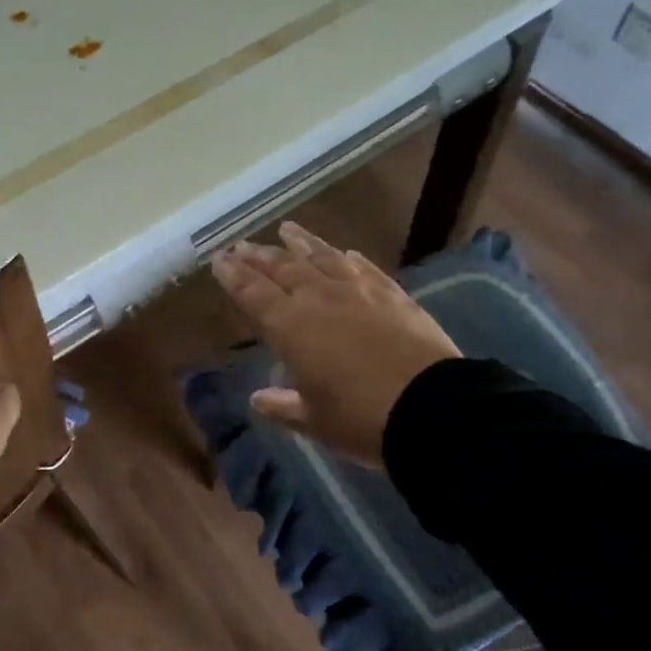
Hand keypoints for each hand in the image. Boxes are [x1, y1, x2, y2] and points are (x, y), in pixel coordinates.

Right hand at [211, 221, 459, 463]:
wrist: (431, 407)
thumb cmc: (361, 419)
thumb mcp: (315, 421)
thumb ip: (283, 406)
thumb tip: (258, 399)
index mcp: (292, 327)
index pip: (254, 293)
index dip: (234, 276)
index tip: (220, 260)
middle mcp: (320, 299)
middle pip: (283, 268)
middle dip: (259, 256)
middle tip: (242, 245)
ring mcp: (358, 291)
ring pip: (322, 257)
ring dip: (301, 242)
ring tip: (286, 229)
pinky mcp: (392, 294)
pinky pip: (364, 268)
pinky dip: (348, 258)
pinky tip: (344, 252)